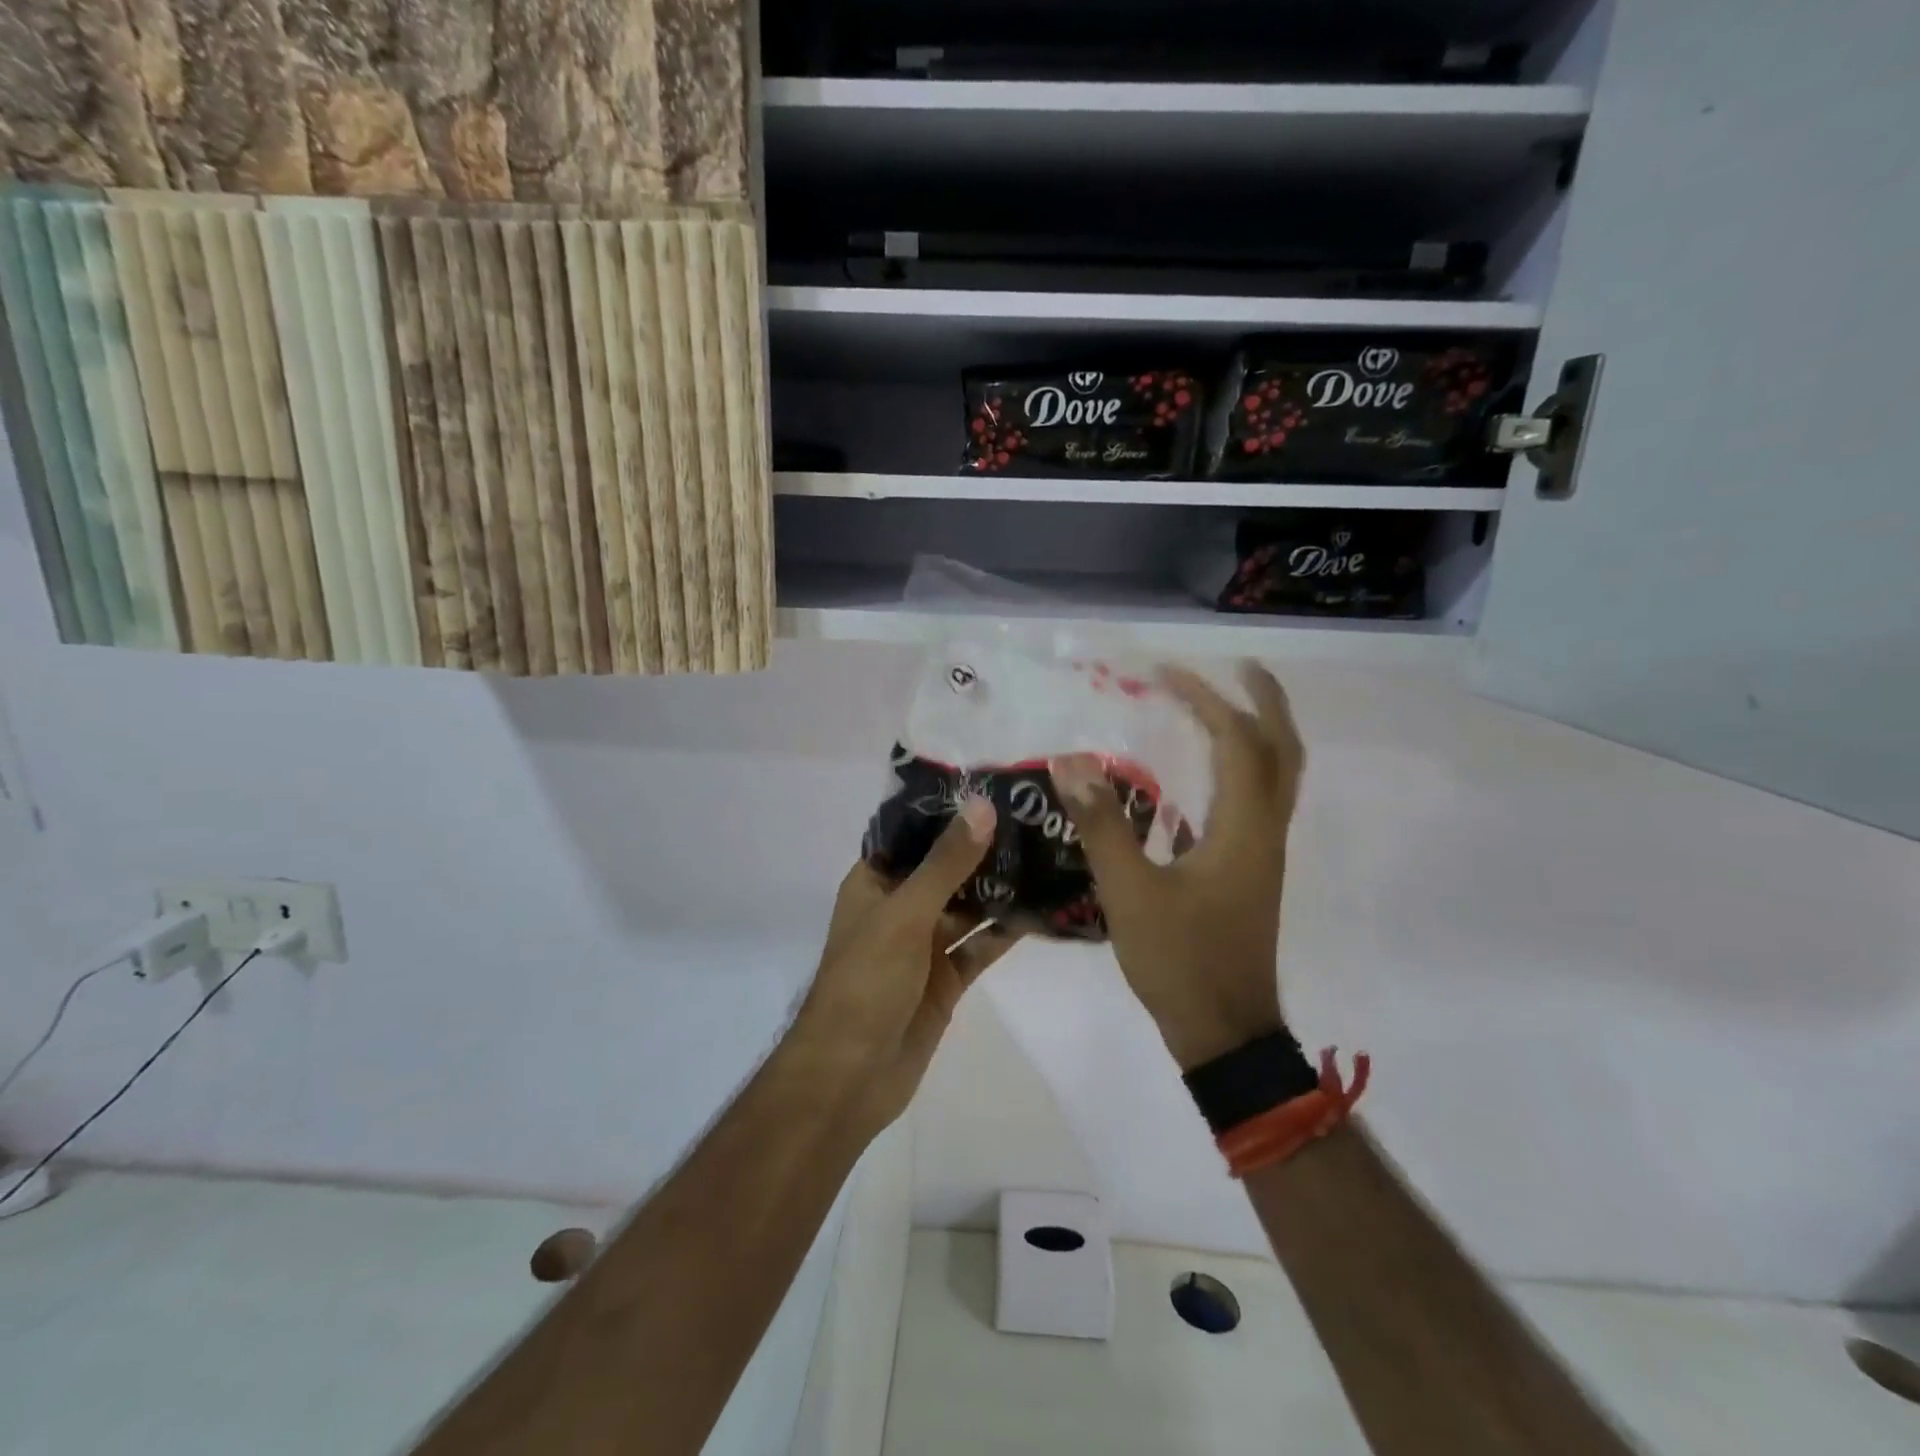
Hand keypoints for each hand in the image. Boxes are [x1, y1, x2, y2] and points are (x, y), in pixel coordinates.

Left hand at [795, 798, 1021, 1133]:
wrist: (852, 1076)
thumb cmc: (866, 982)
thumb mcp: (904, 914)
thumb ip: (946, 863)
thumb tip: (983, 807)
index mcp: (875, 883)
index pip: (913, 834)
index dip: (949, 811)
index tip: (994, 785)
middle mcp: (900, 907)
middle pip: (946, 868)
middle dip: (984, 847)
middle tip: (1035, 816)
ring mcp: (924, 945)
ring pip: (968, 906)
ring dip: (1001, 887)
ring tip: (1047, 854)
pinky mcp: (947, 978)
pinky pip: (980, 945)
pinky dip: (1006, 931)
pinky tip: (1042, 909)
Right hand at [1052, 663, 1303, 1070]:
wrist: (1224, 1033)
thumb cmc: (1180, 961)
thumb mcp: (1129, 892)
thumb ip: (1102, 824)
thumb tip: (1073, 759)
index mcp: (1244, 829)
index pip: (1238, 742)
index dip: (1206, 700)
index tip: (1166, 674)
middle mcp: (1265, 832)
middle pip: (1284, 751)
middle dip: (1265, 702)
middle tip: (1238, 668)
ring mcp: (1263, 855)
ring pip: (1277, 778)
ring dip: (1257, 734)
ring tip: (1221, 708)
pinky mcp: (1251, 874)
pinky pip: (1257, 804)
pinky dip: (1240, 772)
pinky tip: (1202, 778)